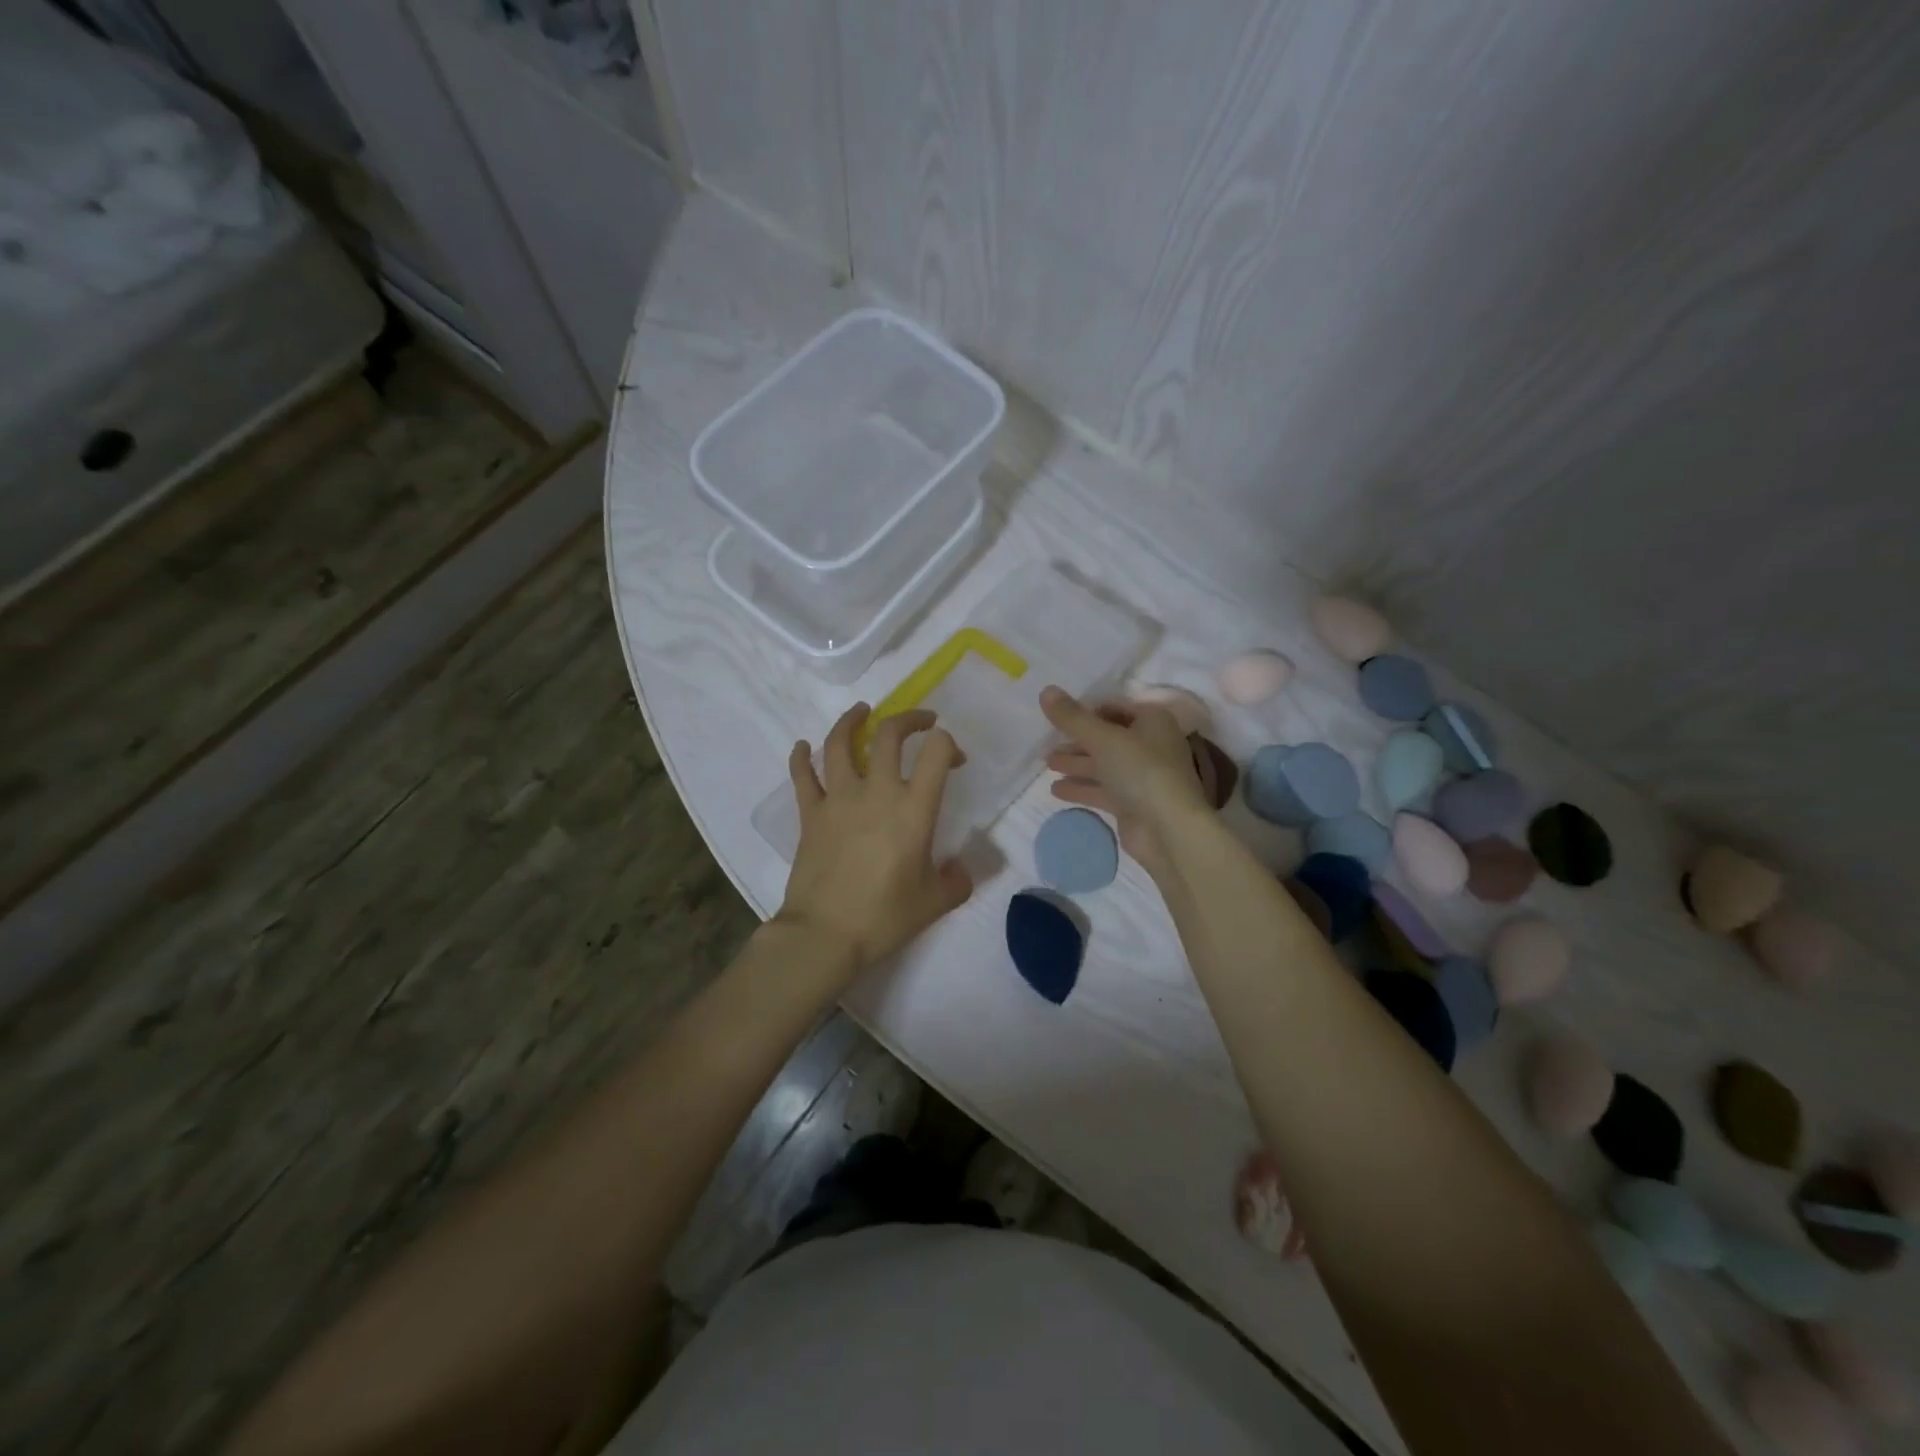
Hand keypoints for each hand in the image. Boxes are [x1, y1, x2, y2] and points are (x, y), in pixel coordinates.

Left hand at [776, 703, 972, 980]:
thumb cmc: (884, 916)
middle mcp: (877, 792)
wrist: (825, 933)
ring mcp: (838, 799)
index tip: (954, 758)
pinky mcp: (810, 813)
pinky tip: (803, 746)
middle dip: (909, 719)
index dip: (949, 744)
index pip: (936, 753)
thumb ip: (957, 880)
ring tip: (862, 711)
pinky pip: (802, 776)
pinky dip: (801, 757)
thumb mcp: (935, 902)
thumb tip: (959, 869)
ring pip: (840, 743)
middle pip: (889, 735)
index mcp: (913, 808)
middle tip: (921, 720)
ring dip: (852, 721)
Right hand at [1041, 686, 1208, 878]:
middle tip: (1047, 742)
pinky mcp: (1133, 803)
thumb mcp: (1102, 738)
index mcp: (1152, 721)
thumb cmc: (1140, 770)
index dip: (1086, 711)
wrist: (1168, 829)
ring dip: (1076, 763)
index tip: (1057, 716)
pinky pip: (1103, 790)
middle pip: (1107, 737)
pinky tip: (1056, 790)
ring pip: (1104, 765)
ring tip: (1047, 763)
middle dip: (1077, 740)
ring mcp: (1142, 776)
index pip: (1114, 708)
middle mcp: (1150, 745)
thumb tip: (1046, 690)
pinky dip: (1082, 787)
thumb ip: (1072, 717)